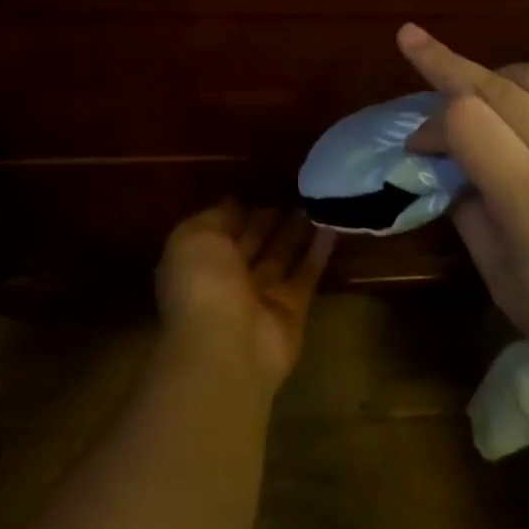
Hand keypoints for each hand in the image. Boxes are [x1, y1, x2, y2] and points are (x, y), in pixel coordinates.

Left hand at [156, 201, 335, 394]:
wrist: (226, 344)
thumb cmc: (203, 281)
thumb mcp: (196, 235)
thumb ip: (217, 216)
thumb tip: (236, 202)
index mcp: (199, 259)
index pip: (223, 227)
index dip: (242, 207)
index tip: (265, 184)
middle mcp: (227, 278)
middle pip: (253, 241)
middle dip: (270, 218)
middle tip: (297, 189)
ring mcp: (260, 296)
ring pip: (281, 256)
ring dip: (296, 232)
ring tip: (317, 202)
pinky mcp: (292, 310)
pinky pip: (306, 275)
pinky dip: (318, 252)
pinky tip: (333, 227)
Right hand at [399, 24, 528, 425]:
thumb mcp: (504, 285)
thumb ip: (472, 216)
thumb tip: (455, 172)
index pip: (466, 119)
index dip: (430, 124)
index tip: (419, 147)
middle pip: (498, 85)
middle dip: (447, 65)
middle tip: (416, 47)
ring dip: (503, 75)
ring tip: (484, 91)